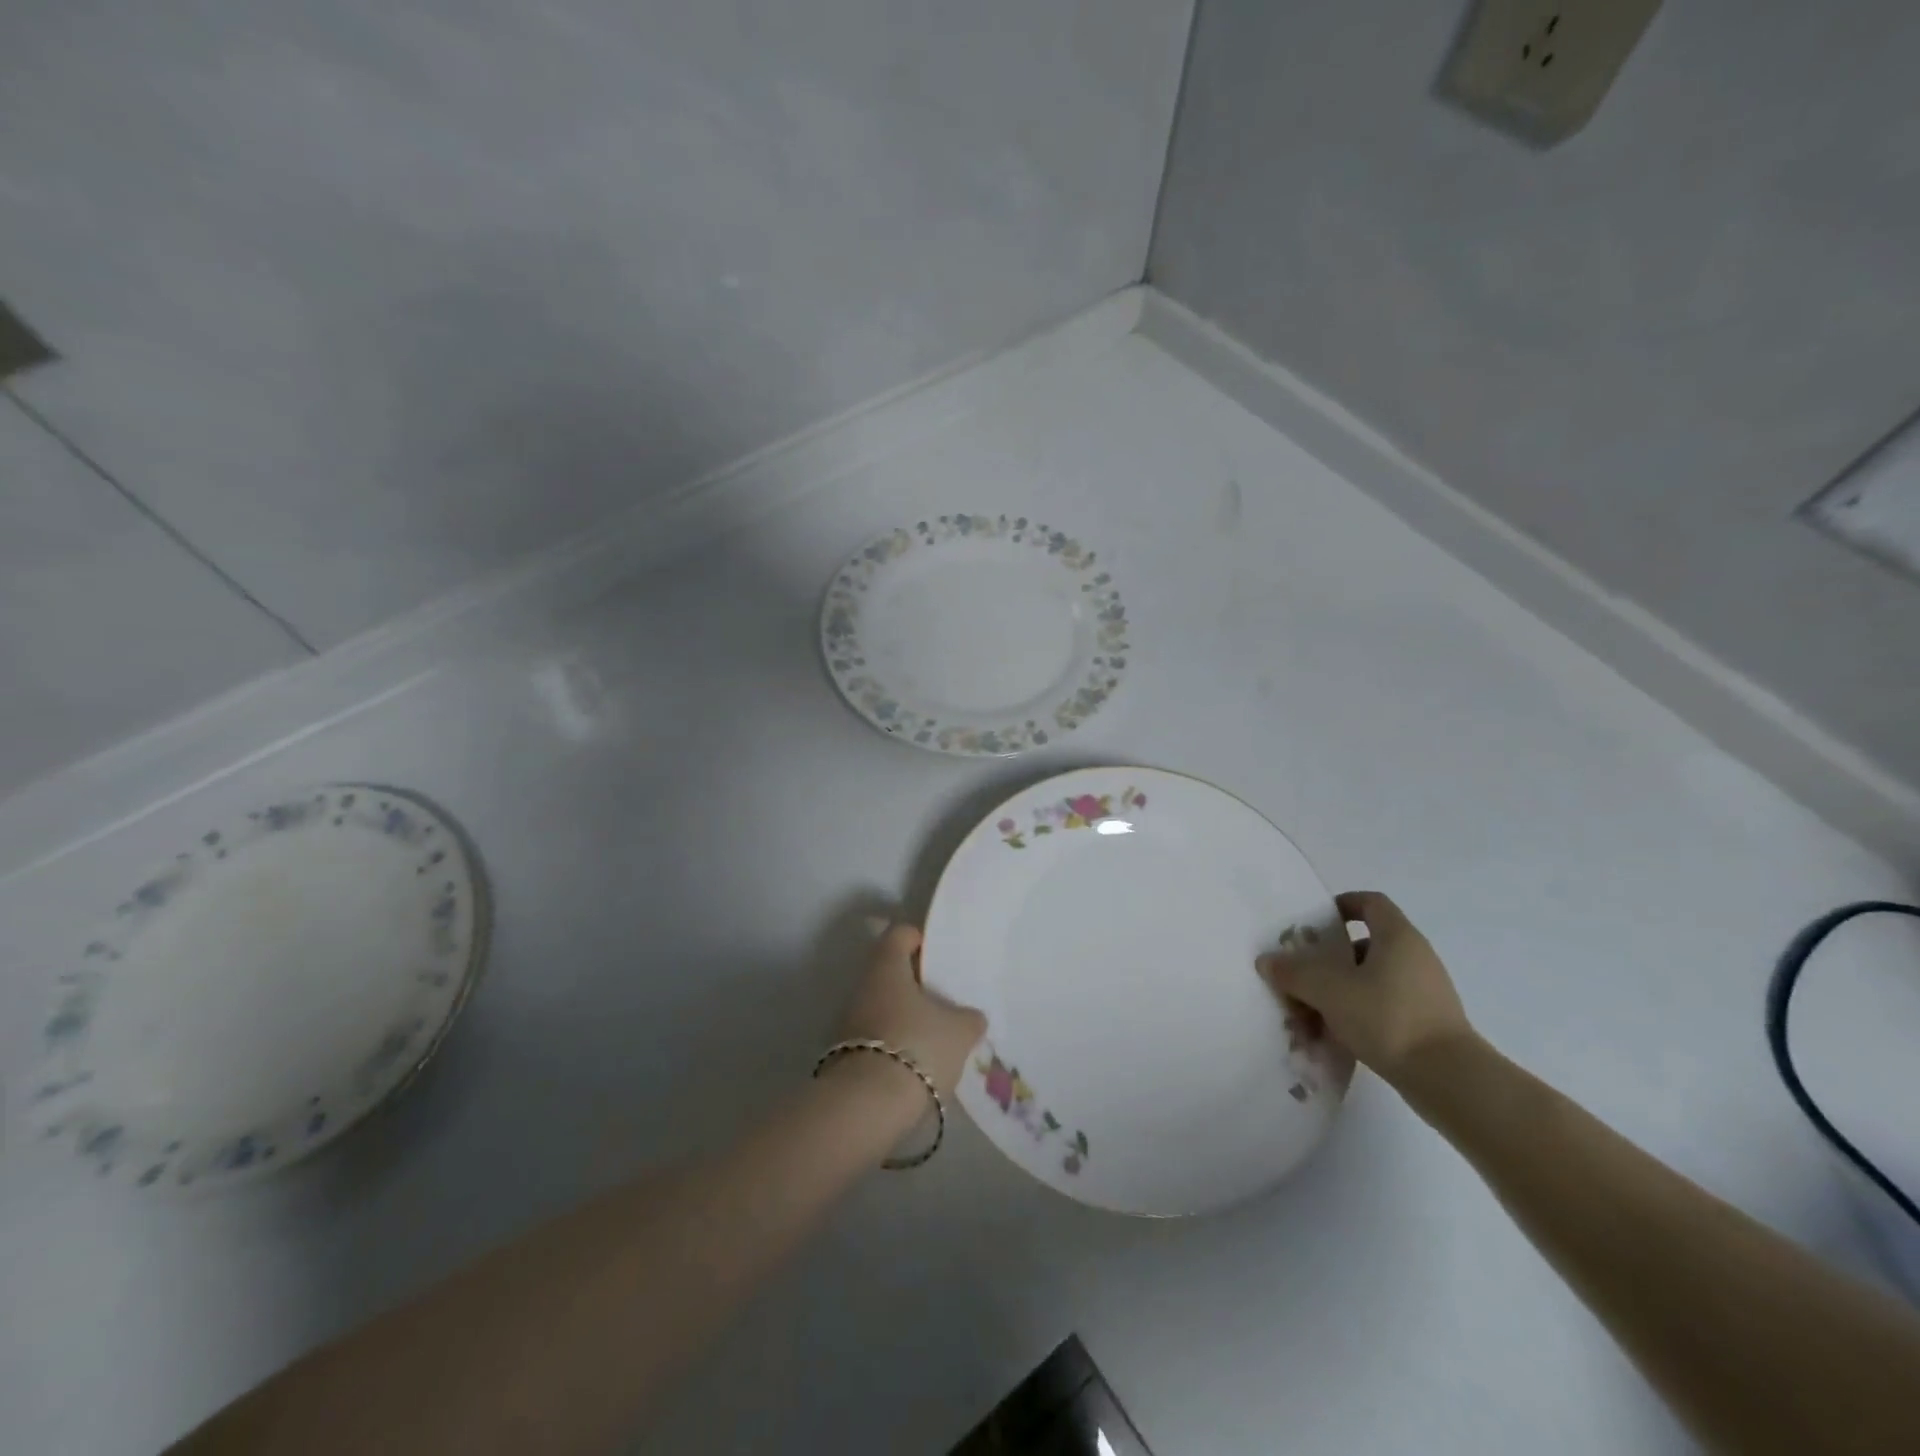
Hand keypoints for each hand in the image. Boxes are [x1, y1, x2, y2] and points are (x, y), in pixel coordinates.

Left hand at [834, 924, 986, 1097]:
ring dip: (907, 1016)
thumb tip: (970, 1017)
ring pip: (884, 1006)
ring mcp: (850, 1021)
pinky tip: (920, 1061)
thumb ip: (969, 1018)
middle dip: (917, 984)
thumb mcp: (960, 1031)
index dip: (920, 939)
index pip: (899, 933)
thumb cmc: (917, 1047)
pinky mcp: (846, 1054)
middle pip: (891, 972)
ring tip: (938, 1035)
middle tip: (947, 999)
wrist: (867, 1106)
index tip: (941, 956)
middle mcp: (863, 986)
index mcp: (887, 966)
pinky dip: (897, 1042)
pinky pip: (878, 1036)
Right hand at [1257, 891, 1472, 1084]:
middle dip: (1329, 957)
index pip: (1371, 903)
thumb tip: (1267, 960)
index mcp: (1398, 937)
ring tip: (1309, 1011)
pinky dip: (1357, 1014)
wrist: (1449, 1080)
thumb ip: (1294, 972)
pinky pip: (1383, 1007)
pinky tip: (1334, 1035)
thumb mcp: (1329, 990)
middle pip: (1365, 944)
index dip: (1342, 905)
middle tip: (1301, 971)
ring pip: (1371, 980)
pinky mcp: (1427, 1025)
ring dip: (1339, 990)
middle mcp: (1416, 958)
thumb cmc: (1388, 1018)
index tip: (1315, 922)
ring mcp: (1425, 993)